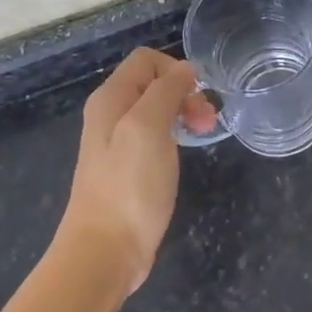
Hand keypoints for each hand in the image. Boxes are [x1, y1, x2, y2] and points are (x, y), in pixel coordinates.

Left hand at [61, 48, 217, 296]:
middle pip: (154, 83)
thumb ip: (166, 91)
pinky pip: (156, 134)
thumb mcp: (148, 128)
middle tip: (206, 121)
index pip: (146, 59)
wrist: (105, 252)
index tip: (196, 97)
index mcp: (111, 99)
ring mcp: (119, 142)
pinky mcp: (129, 167)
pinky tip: (185, 151)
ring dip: (184, 113)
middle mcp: (111, 114)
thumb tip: (185, 70)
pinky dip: (176, 135)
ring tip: (204, 133)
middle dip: (185, 93)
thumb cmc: (128, 187)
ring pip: (158, 109)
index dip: (176, 70)